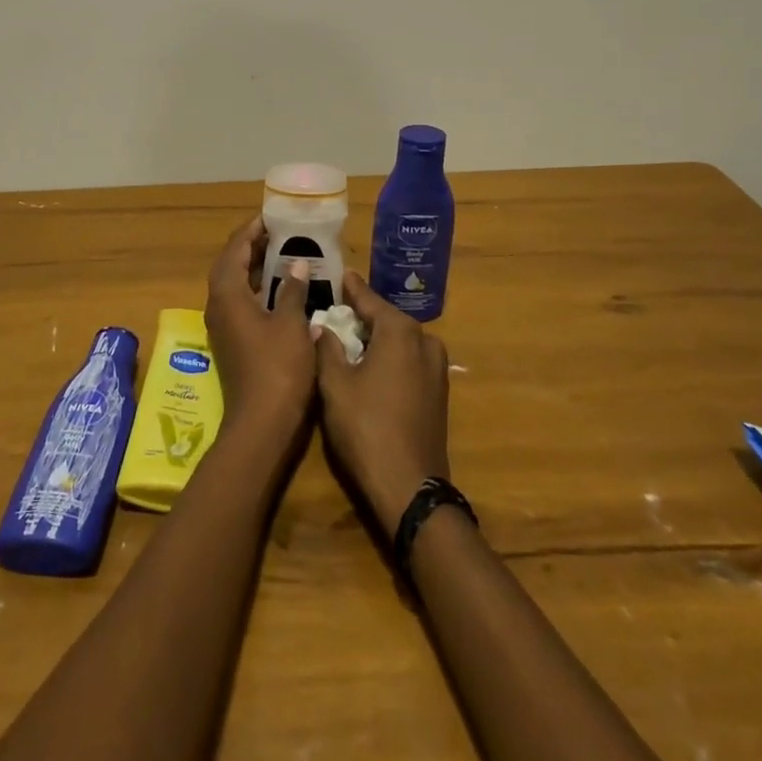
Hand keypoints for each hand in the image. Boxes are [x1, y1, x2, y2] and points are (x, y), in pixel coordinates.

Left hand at [203, 216, 317, 437]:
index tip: (270, 217)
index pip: (234, 250)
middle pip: (230, 266)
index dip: (250, 231)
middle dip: (252, 248)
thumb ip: (292, 289)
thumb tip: (297, 263)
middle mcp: (218, 307)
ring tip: (283, 255)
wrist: (262, 424)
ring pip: (235, 287)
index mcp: (227, 295)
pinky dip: (257, 291)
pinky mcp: (233, 343)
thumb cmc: (278, 368)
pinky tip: (282, 291)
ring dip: (254, 270)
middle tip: (279, 233)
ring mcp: (224, 327)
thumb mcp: (291, 323)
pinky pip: (241, 304)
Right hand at [315, 270, 450, 528]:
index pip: (369, 299)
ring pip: (400, 340)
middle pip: (387, 318)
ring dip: (377, 336)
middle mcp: (425, 341)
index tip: (339, 273)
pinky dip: (389, 356)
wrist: (409, 486)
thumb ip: (328, 348)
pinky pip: (409, 360)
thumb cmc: (366, 427)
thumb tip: (322, 325)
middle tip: (337, 306)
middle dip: (363, 313)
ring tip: (350, 334)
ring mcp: (436, 368)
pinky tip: (370, 363)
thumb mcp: (335, 384)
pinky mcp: (438, 392)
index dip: (351, 288)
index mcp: (400, 331)